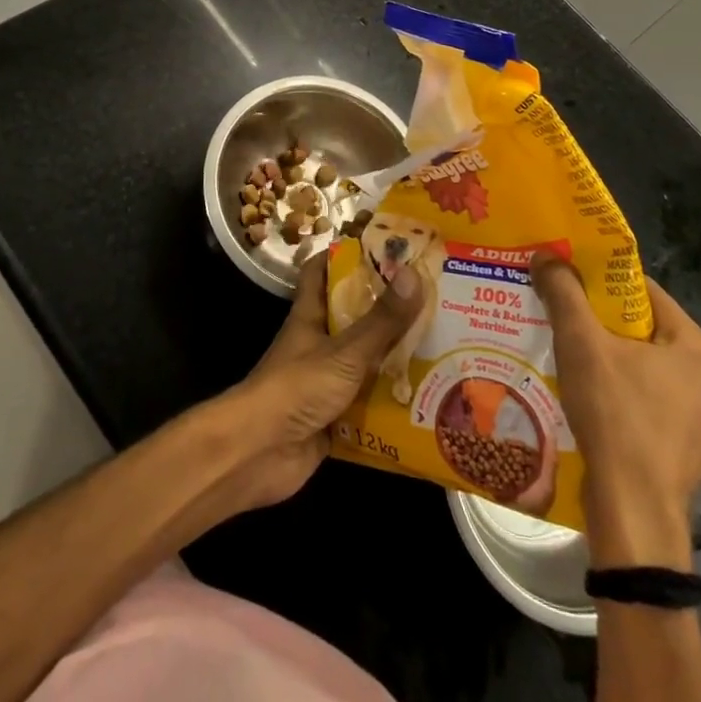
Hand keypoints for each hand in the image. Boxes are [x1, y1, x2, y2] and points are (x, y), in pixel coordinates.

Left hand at [221, 252, 423, 511]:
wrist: (260, 454)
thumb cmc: (297, 387)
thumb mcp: (345, 351)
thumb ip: (381, 319)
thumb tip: (414, 272)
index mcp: (310, 314)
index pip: (321, 271)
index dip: (344, 255)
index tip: (382, 248)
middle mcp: (317, 342)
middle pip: (353, 317)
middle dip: (386, 310)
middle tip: (431, 301)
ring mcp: (325, 381)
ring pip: (364, 361)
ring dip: (394, 358)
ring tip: (440, 348)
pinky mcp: (334, 418)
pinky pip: (368, 404)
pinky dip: (391, 403)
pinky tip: (427, 401)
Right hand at [532, 257, 700, 567]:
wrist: (634, 513)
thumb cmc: (615, 415)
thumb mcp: (580, 342)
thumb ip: (564, 292)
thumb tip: (546, 254)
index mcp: (698, 347)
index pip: (646, 293)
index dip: (604, 283)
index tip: (571, 283)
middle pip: (647, 333)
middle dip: (606, 326)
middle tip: (566, 321)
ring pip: (650, 373)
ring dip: (616, 365)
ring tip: (574, 362)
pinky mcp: (692, 455)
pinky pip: (654, 410)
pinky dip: (627, 401)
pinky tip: (594, 406)